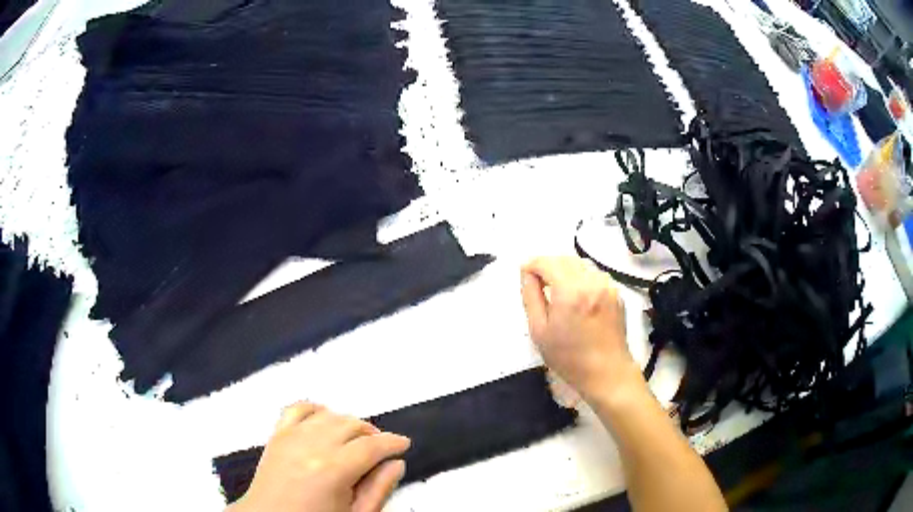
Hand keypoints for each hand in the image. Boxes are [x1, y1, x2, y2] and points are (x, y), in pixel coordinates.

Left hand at [229, 402, 410, 511]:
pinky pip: (297, 409)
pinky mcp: (276, 436)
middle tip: (381, 447)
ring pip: (328, 414)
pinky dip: (315, 409)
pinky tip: (324, 419)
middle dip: (372, 433)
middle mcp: (311, 446)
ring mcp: (290, 438)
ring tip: (356, 438)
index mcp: (333, 470)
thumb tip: (395, 465)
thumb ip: (378, 489)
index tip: (402, 443)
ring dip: (347, 422)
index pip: (372, 445)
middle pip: (351, 424)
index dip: (393, 442)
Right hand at [520, 256, 638, 399]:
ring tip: (558, 290)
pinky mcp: (616, 293)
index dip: (532, 265)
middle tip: (538, 283)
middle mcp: (591, 282)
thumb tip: (527, 274)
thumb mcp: (539, 330)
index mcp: (570, 291)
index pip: (547, 262)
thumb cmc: (568, 357)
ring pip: (581, 264)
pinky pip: (595, 275)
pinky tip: (577, 297)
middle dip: (549, 265)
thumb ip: (530, 296)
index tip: (524, 275)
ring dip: (566, 270)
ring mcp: (607, 286)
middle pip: (565, 258)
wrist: (606, 372)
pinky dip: (582, 278)